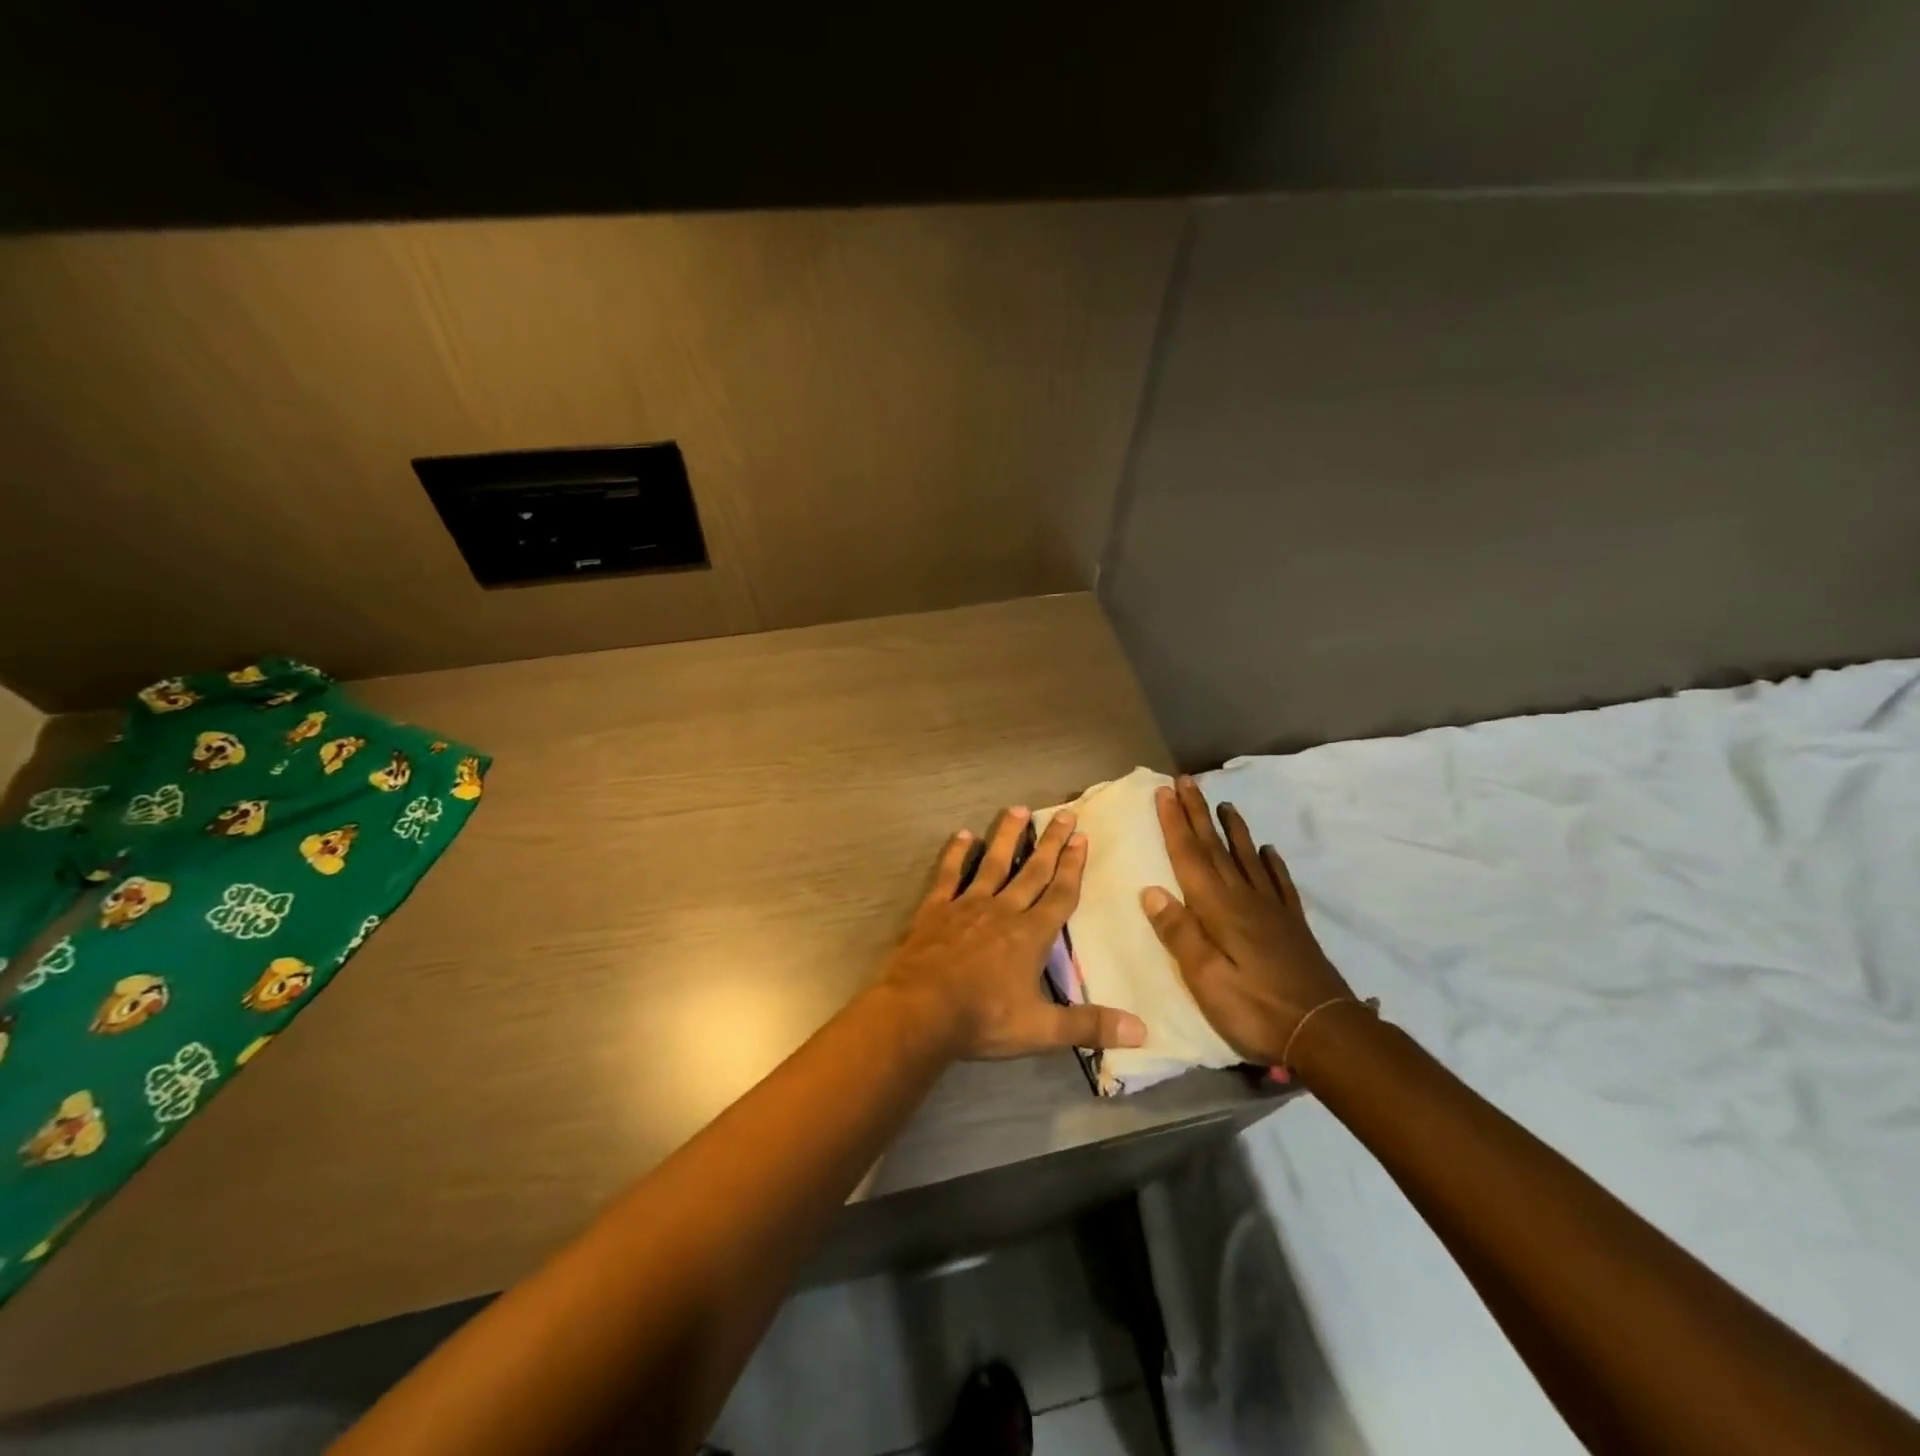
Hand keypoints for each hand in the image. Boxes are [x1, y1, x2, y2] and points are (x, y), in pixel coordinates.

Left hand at [879, 806, 1147, 1060]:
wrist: (920, 1011)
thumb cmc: (983, 1019)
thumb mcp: (1040, 1030)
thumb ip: (1089, 1026)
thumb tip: (1143, 1031)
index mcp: (1030, 935)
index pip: (1060, 894)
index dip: (1073, 867)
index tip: (1082, 838)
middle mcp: (1002, 911)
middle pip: (1032, 871)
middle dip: (1051, 843)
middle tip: (1064, 813)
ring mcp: (967, 906)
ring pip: (992, 863)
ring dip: (1007, 837)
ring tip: (1018, 809)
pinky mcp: (935, 910)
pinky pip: (948, 875)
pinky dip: (956, 854)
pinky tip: (962, 835)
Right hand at [1141, 777, 1355, 1066]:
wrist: (1325, 1033)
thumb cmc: (1255, 1009)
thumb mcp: (1206, 979)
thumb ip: (1180, 934)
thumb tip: (1151, 891)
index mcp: (1218, 909)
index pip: (1190, 856)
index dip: (1175, 823)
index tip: (1164, 791)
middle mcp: (1244, 899)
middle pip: (1216, 848)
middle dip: (1198, 813)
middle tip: (1187, 781)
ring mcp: (1272, 910)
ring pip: (1248, 858)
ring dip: (1233, 830)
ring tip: (1226, 805)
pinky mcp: (1292, 925)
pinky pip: (1279, 883)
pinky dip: (1271, 863)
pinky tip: (1270, 851)